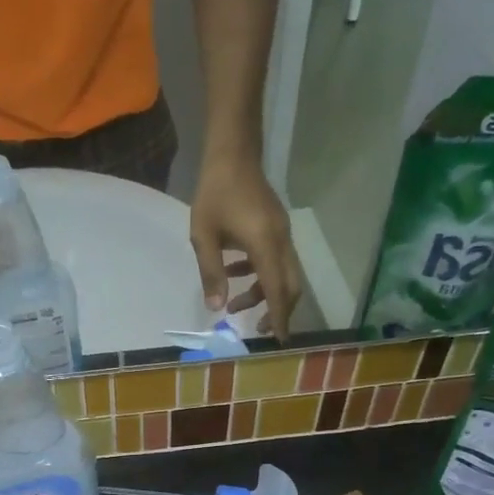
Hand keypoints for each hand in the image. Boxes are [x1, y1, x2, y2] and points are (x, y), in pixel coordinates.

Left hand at [189, 153, 302, 338]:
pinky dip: (260, 274)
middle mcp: (281, 241)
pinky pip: (275, 259)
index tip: (279, 341)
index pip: (277, 290)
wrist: (232, 153)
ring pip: (283, 274)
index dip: (278, 317)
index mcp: (265, 245)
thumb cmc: (214, 193)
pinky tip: (235, 273)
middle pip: (289, 286)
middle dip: (276, 311)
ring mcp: (282, 233)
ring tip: (235, 305)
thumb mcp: (203, 237)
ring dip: (263, 293)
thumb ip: (211, 274)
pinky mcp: (276, 227)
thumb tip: (216, 309)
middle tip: (257, 330)